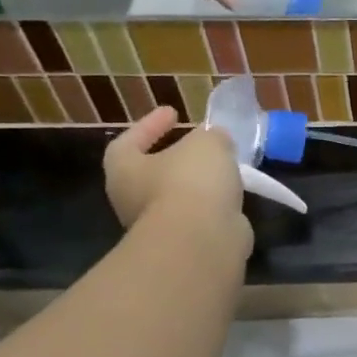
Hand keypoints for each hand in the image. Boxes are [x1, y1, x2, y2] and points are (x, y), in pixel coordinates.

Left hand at [104, 111, 252, 259]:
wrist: (202, 240)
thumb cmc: (192, 182)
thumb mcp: (207, 144)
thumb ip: (211, 136)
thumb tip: (216, 140)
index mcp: (124, 170)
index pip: (128, 141)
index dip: (150, 124)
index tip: (173, 112)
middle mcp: (132, 200)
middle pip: (151, 172)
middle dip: (175, 158)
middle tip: (198, 144)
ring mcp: (157, 226)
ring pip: (176, 197)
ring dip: (197, 183)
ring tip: (224, 169)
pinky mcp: (184, 244)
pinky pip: (197, 216)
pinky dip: (212, 204)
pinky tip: (232, 195)